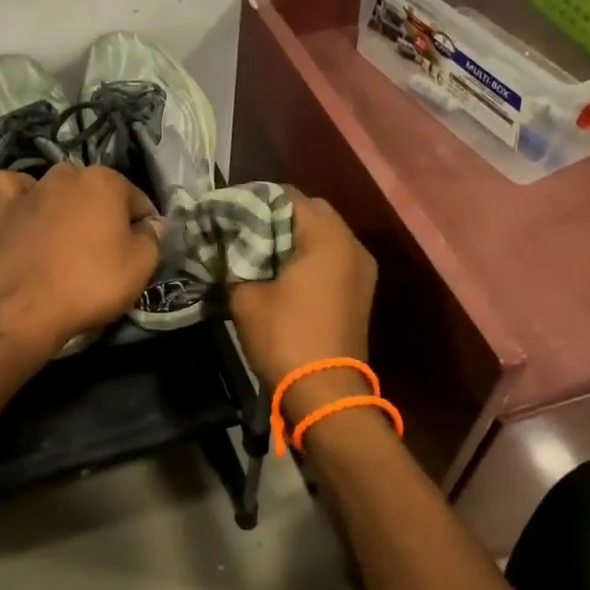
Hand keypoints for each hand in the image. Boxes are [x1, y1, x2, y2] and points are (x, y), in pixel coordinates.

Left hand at [0, 164, 161, 359]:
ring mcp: (34, 189)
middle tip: (107, 250)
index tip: (140, 252)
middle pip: (98, 192)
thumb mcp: (142, 265)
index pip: (138, 200)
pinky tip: (28, 209)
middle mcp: (69, 174)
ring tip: (70, 236)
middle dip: (106, 213)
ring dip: (68, 203)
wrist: (31, 308)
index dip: (144, 226)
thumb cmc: (93, 282)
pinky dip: (21, 195)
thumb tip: (152, 224)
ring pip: (59, 187)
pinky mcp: (6, 210)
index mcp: (106, 180)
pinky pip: (13, 188)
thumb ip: (153, 236)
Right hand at [228, 190, 376, 412]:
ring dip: (294, 238)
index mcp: (327, 237)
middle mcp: (352, 245)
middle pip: (311, 211)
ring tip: (260, 252)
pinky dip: (309, 257)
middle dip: (277, 216)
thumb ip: (235, 262)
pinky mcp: (361, 292)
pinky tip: (282, 273)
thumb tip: (227, 249)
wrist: (326, 394)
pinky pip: (333, 258)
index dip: (255, 200)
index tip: (229, 213)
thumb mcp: (246, 297)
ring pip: (325, 235)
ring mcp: (362, 269)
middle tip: (244, 232)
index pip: (288, 196)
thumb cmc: (285, 337)